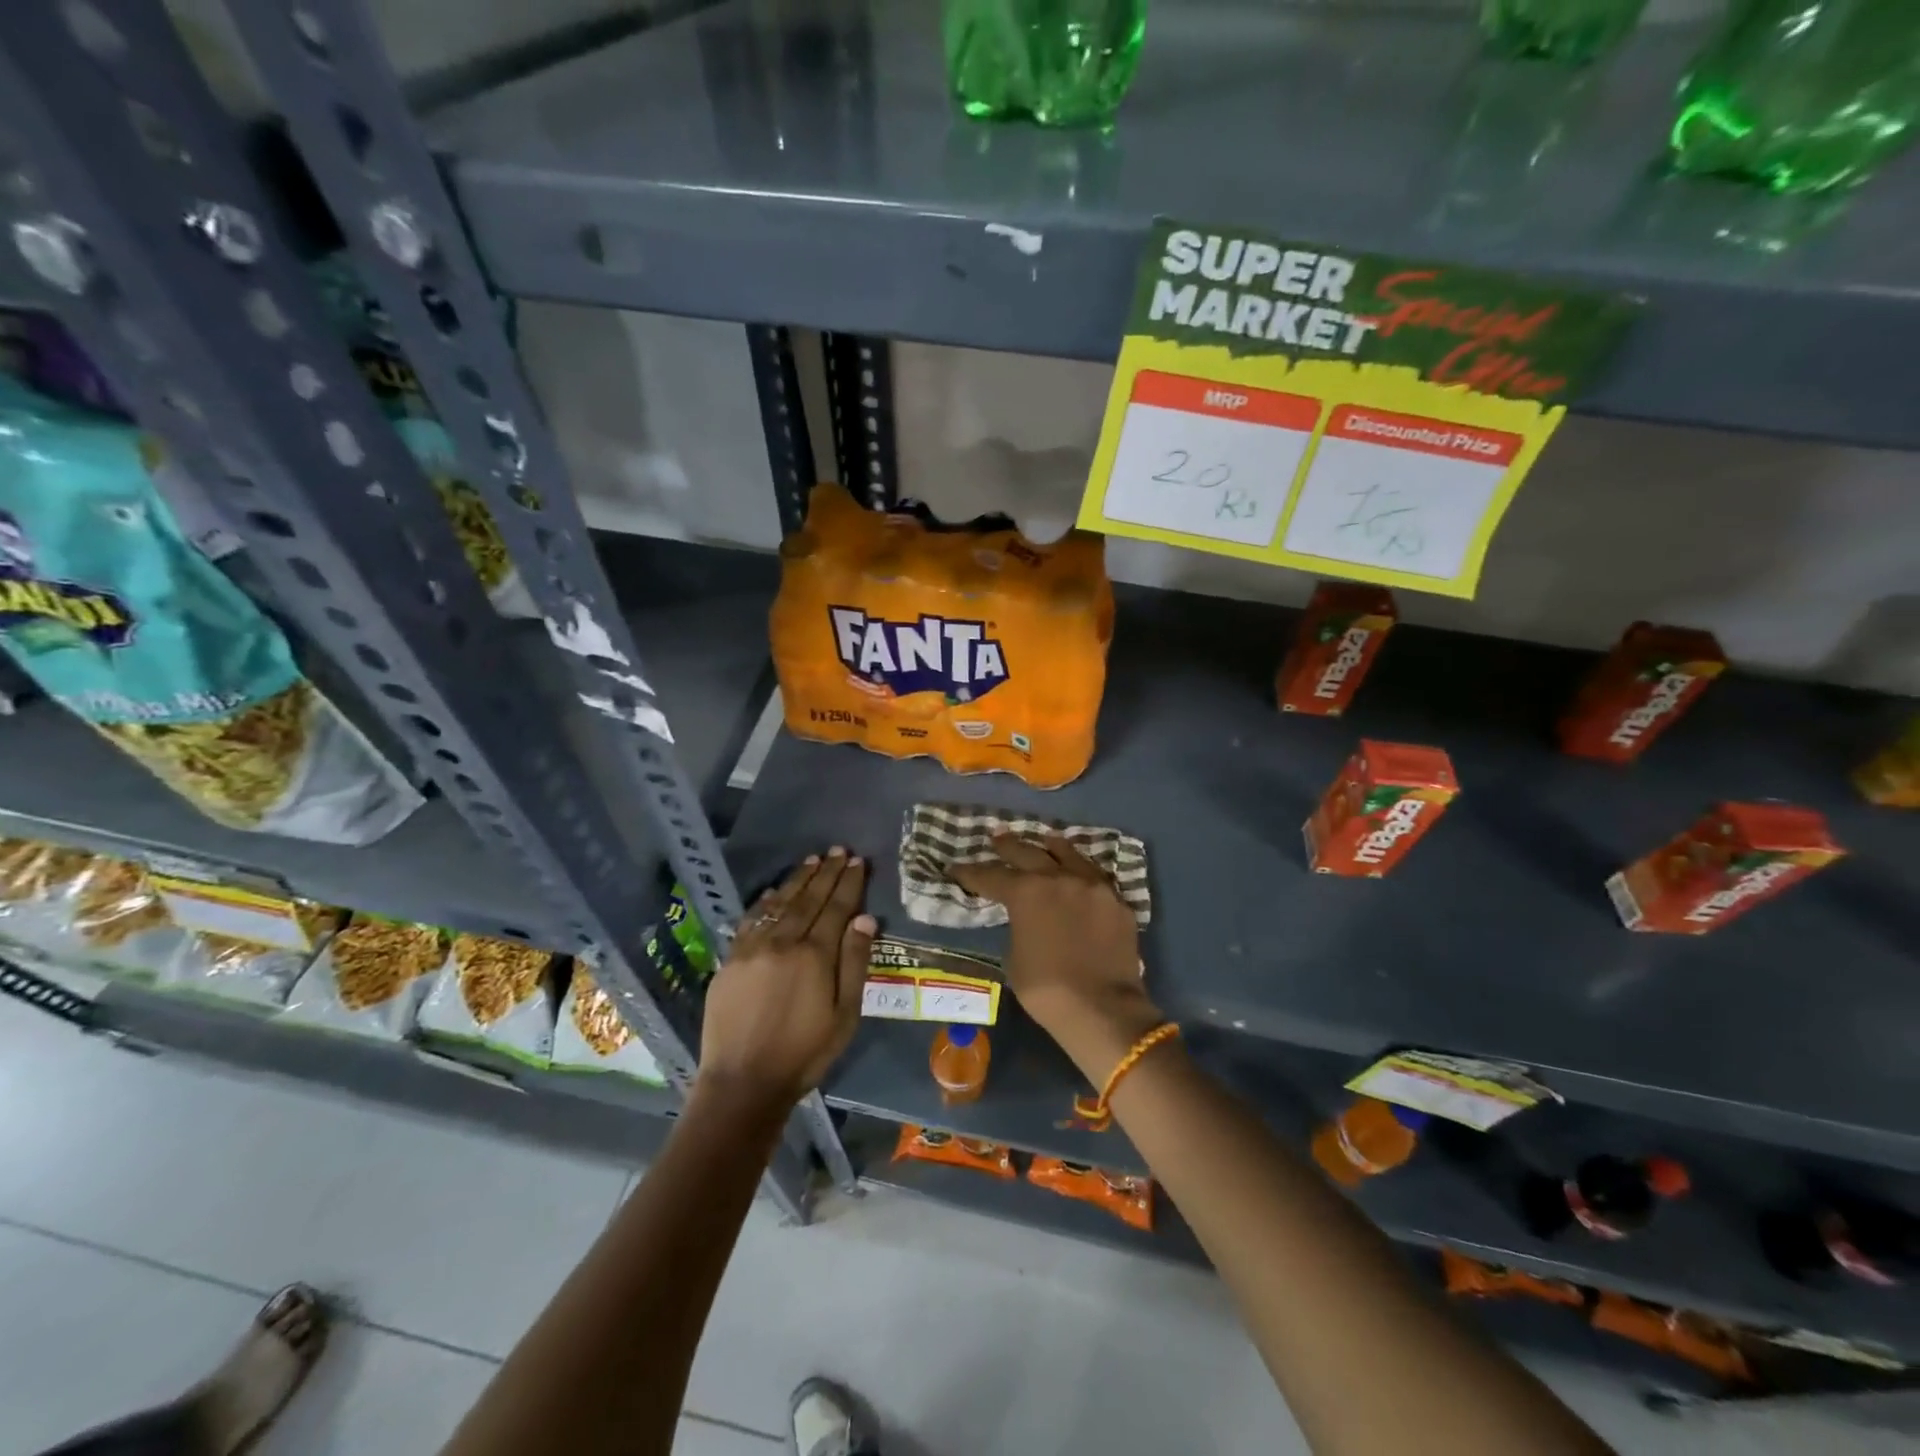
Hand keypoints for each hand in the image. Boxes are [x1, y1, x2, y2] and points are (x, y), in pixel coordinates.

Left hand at [697, 848, 874, 1112]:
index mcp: (814, 955)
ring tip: (812, 860)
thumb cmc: (804, 1053)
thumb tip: (865, 919)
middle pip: (809, 899)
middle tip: (837, 850)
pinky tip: (775, 891)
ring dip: (798, 880)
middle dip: (826, 873)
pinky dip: (765, 902)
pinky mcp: (731, 959)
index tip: (856, 861)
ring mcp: (753, 948)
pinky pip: (751, 920)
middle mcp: (783, 941)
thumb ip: (854, 963)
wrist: (742, 1082)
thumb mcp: (844, 1015)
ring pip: (780, 903)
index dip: (848, 883)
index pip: (836, 908)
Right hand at [950, 834, 1163, 1081]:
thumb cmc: (1047, 989)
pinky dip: (1081, 873)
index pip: (992, 876)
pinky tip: (1079, 875)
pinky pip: (1095, 878)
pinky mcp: (1117, 902)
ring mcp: (1093, 886)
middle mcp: (1060, 878)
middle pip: (1029, 853)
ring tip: (1045, 841)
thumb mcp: (1014, 957)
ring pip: (1069, 855)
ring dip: (1051, 848)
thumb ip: (1018, 927)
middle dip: (1009, 846)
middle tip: (997, 838)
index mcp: (1027, 892)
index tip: (957, 868)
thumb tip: (1027, 919)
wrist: (1102, 1008)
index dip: (971, 873)